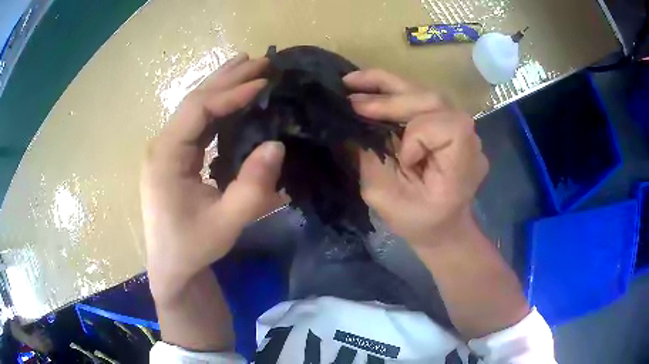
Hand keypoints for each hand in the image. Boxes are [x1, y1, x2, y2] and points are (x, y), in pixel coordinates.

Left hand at [141, 54, 284, 298]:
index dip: (231, 93)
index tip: (264, 82)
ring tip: (248, 65)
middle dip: (228, 78)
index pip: (198, 109)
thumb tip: (277, 144)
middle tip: (261, 61)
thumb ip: (253, 187)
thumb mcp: (226, 223)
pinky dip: (217, 105)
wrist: (171, 266)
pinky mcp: (174, 156)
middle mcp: (162, 145)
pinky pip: (196, 123)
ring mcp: (166, 149)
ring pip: (194, 107)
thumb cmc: (192, 247)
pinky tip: (232, 95)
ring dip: (222, 86)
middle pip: (194, 99)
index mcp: (166, 156)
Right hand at [344, 69, 487, 247]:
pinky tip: (372, 90)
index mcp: (463, 165)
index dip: (420, 134)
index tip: (402, 157)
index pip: (449, 127)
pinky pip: (424, 101)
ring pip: (428, 94)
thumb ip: (369, 161)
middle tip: (351, 97)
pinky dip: (396, 93)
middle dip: (391, 97)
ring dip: (389, 86)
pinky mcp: (449, 125)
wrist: (443, 227)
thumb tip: (348, 127)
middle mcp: (469, 141)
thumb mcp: (386, 199)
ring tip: (354, 82)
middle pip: (435, 100)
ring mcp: (463, 131)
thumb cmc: (418, 222)